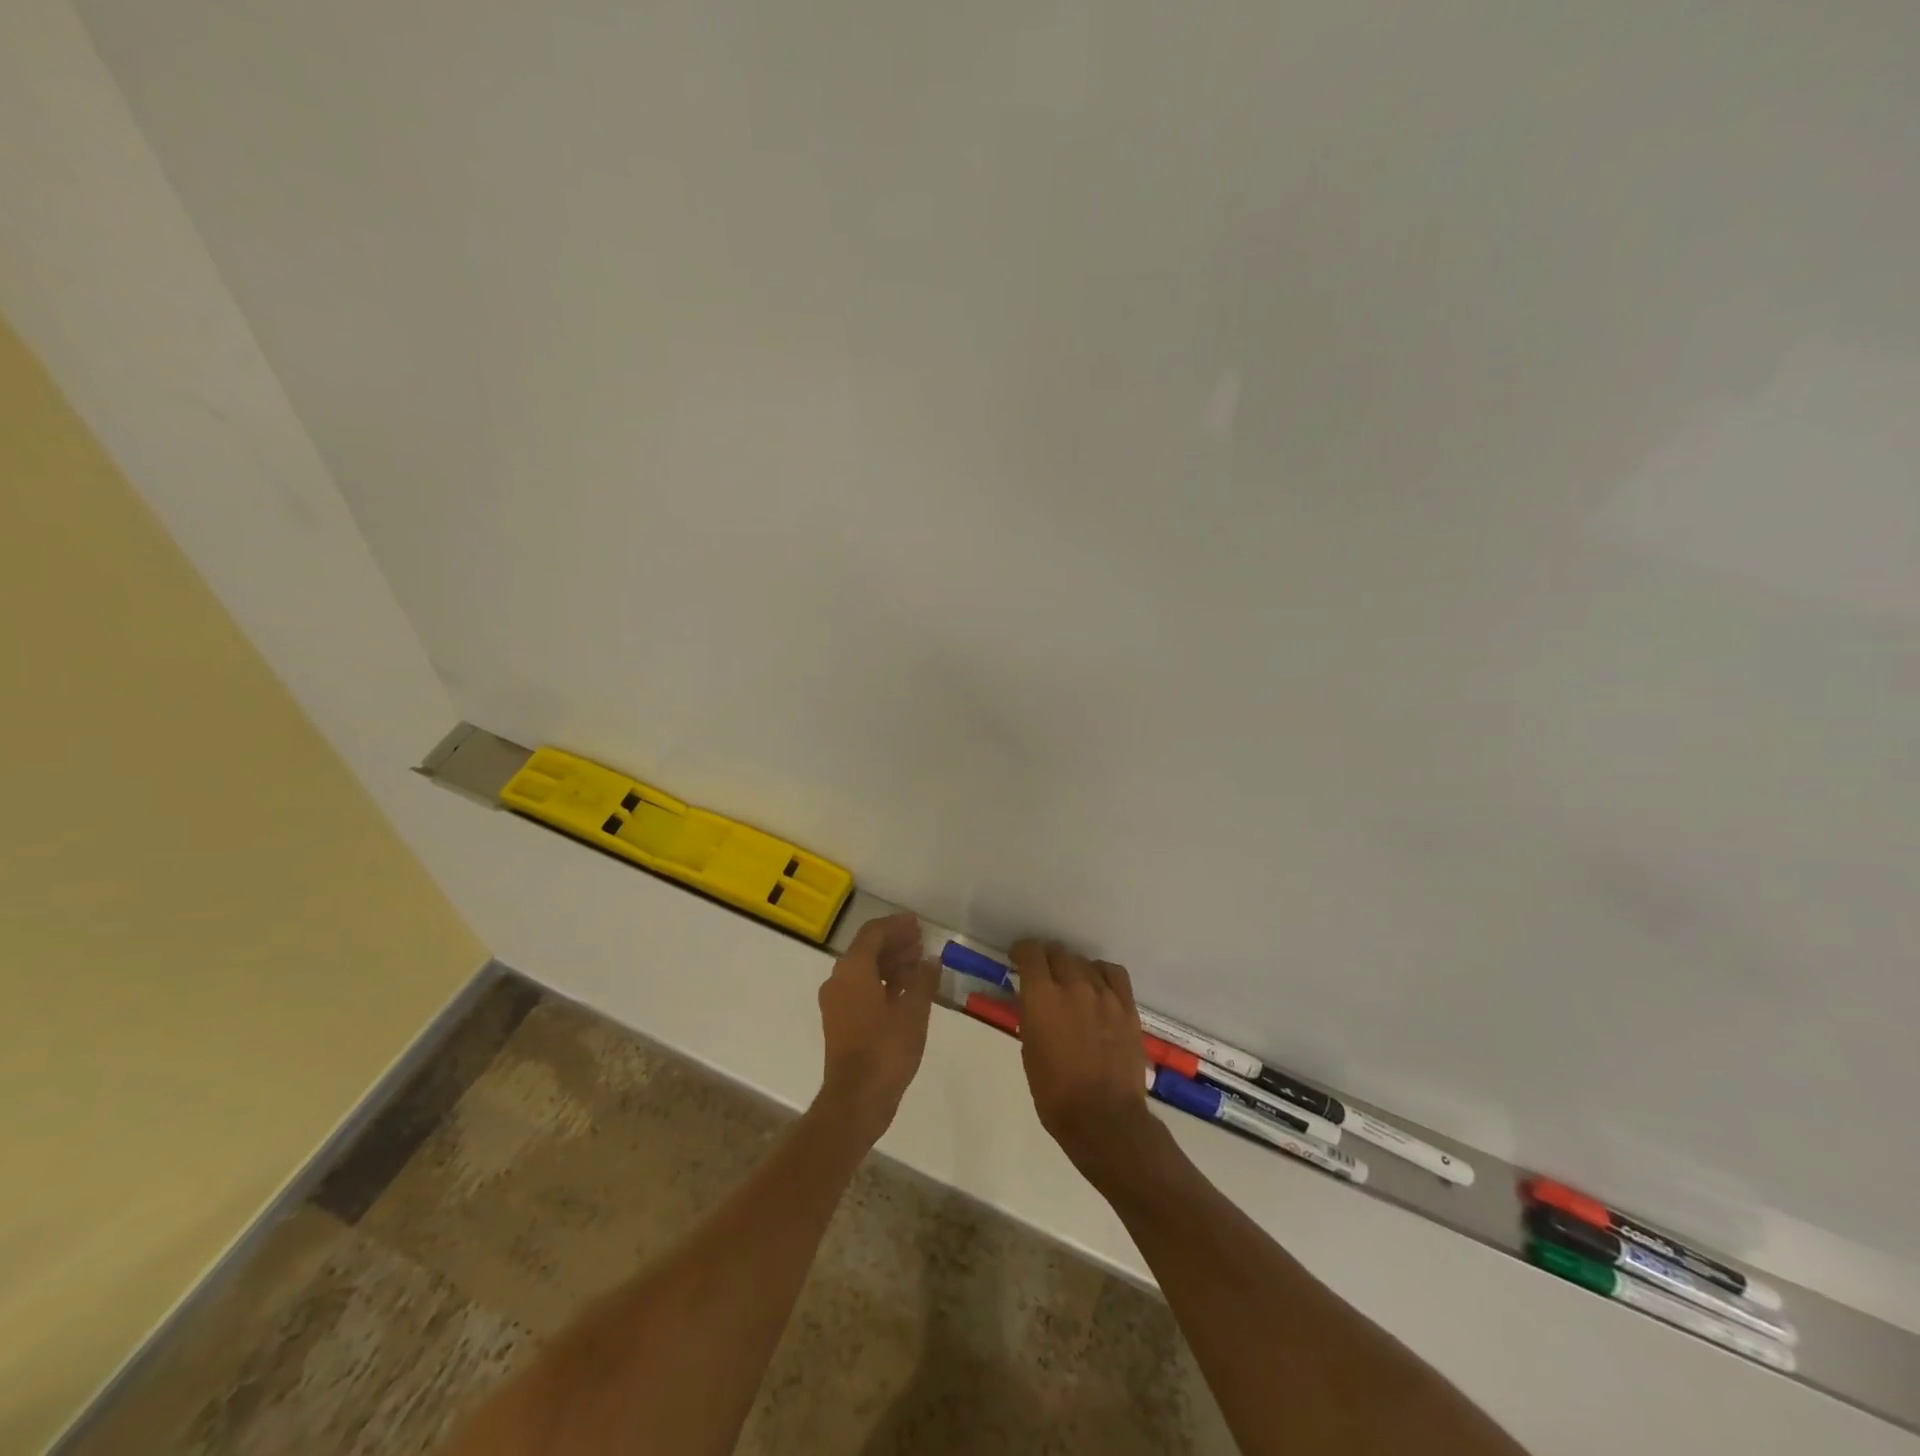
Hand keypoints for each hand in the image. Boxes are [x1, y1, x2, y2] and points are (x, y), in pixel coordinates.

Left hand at [815, 913, 938, 1145]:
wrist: (856, 1100)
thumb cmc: (886, 1050)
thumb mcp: (914, 1012)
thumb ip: (924, 980)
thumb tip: (932, 960)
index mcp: (852, 970)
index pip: (873, 933)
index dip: (896, 925)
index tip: (918, 924)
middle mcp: (839, 979)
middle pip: (866, 949)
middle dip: (895, 943)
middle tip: (921, 943)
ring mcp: (836, 1002)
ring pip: (864, 970)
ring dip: (890, 963)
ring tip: (919, 966)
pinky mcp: (840, 1021)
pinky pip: (861, 989)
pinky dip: (882, 983)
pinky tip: (906, 990)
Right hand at [1013, 941, 1165, 1191]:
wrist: (1104, 1119)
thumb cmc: (1055, 1093)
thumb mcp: (1029, 1051)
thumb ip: (1031, 1016)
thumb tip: (1033, 1000)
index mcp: (1042, 997)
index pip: (1030, 952)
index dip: (1022, 951)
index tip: (1018, 958)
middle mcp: (1073, 985)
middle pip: (1058, 952)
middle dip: (1046, 959)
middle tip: (1042, 974)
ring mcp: (1104, 994)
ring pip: (1084, 961)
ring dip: (1072, 967)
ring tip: (1070, 982)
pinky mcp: (1127, 1007)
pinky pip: (1114, 973)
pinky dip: (1101, 973)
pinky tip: (1097, 985)